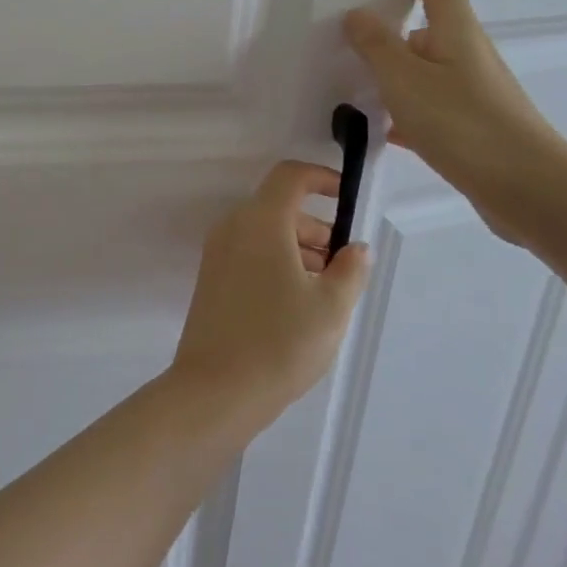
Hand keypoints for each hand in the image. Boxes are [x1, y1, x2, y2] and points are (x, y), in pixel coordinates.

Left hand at [169, 161, 371, 426]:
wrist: (215, 390)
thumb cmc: (280, 342)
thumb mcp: (331, 306)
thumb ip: (351, 269)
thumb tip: (355, 248)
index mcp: (260, 221)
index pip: (290, 176)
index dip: (322, 178)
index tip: (348, 199)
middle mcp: (232, 228)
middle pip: (279, 208)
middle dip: (317, 227)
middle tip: (345, 266)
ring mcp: (217, 255)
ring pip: (265, 234)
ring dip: (299, 249)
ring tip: (328, 291)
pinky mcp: (211, 280)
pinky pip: (250, 255)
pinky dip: (277, 263)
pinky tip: (299, 304)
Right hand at [343, 0, 566, 242]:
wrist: (525, 187)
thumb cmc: (461, 122)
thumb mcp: (404, 79)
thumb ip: (376, 45)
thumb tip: (357, 13)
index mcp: (456, 33)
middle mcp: (468, 57)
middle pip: (427, 32)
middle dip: (388, 37)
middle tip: (345, 46)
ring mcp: (473, 94)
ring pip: (425, 75)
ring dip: (393, 79)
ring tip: (352, 88)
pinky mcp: (472, 129)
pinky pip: (431, 112)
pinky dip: (405, 115)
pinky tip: (379, 131)